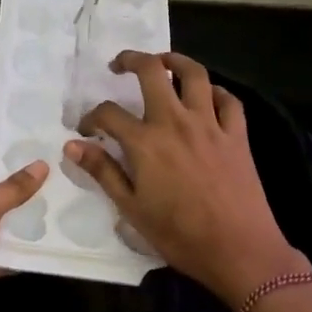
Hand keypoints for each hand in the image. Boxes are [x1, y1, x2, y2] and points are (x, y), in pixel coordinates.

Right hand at [64, 52, 307, 308]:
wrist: (239, 251)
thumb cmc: (179, 235)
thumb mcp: (131, 209)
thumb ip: (103, 172)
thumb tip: (72, 146)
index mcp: (145, 142)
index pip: (108, 113)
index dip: (91, 117)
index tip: (87, 130)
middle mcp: (175, 122)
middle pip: (151, 71)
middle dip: (131, 60)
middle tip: (120, 65)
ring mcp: (210, 125)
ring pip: (194, 74)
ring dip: (175, 60)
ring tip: (162, 62)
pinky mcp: (237, 135)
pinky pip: (228, 100)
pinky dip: (215, 92)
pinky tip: (206, 97)